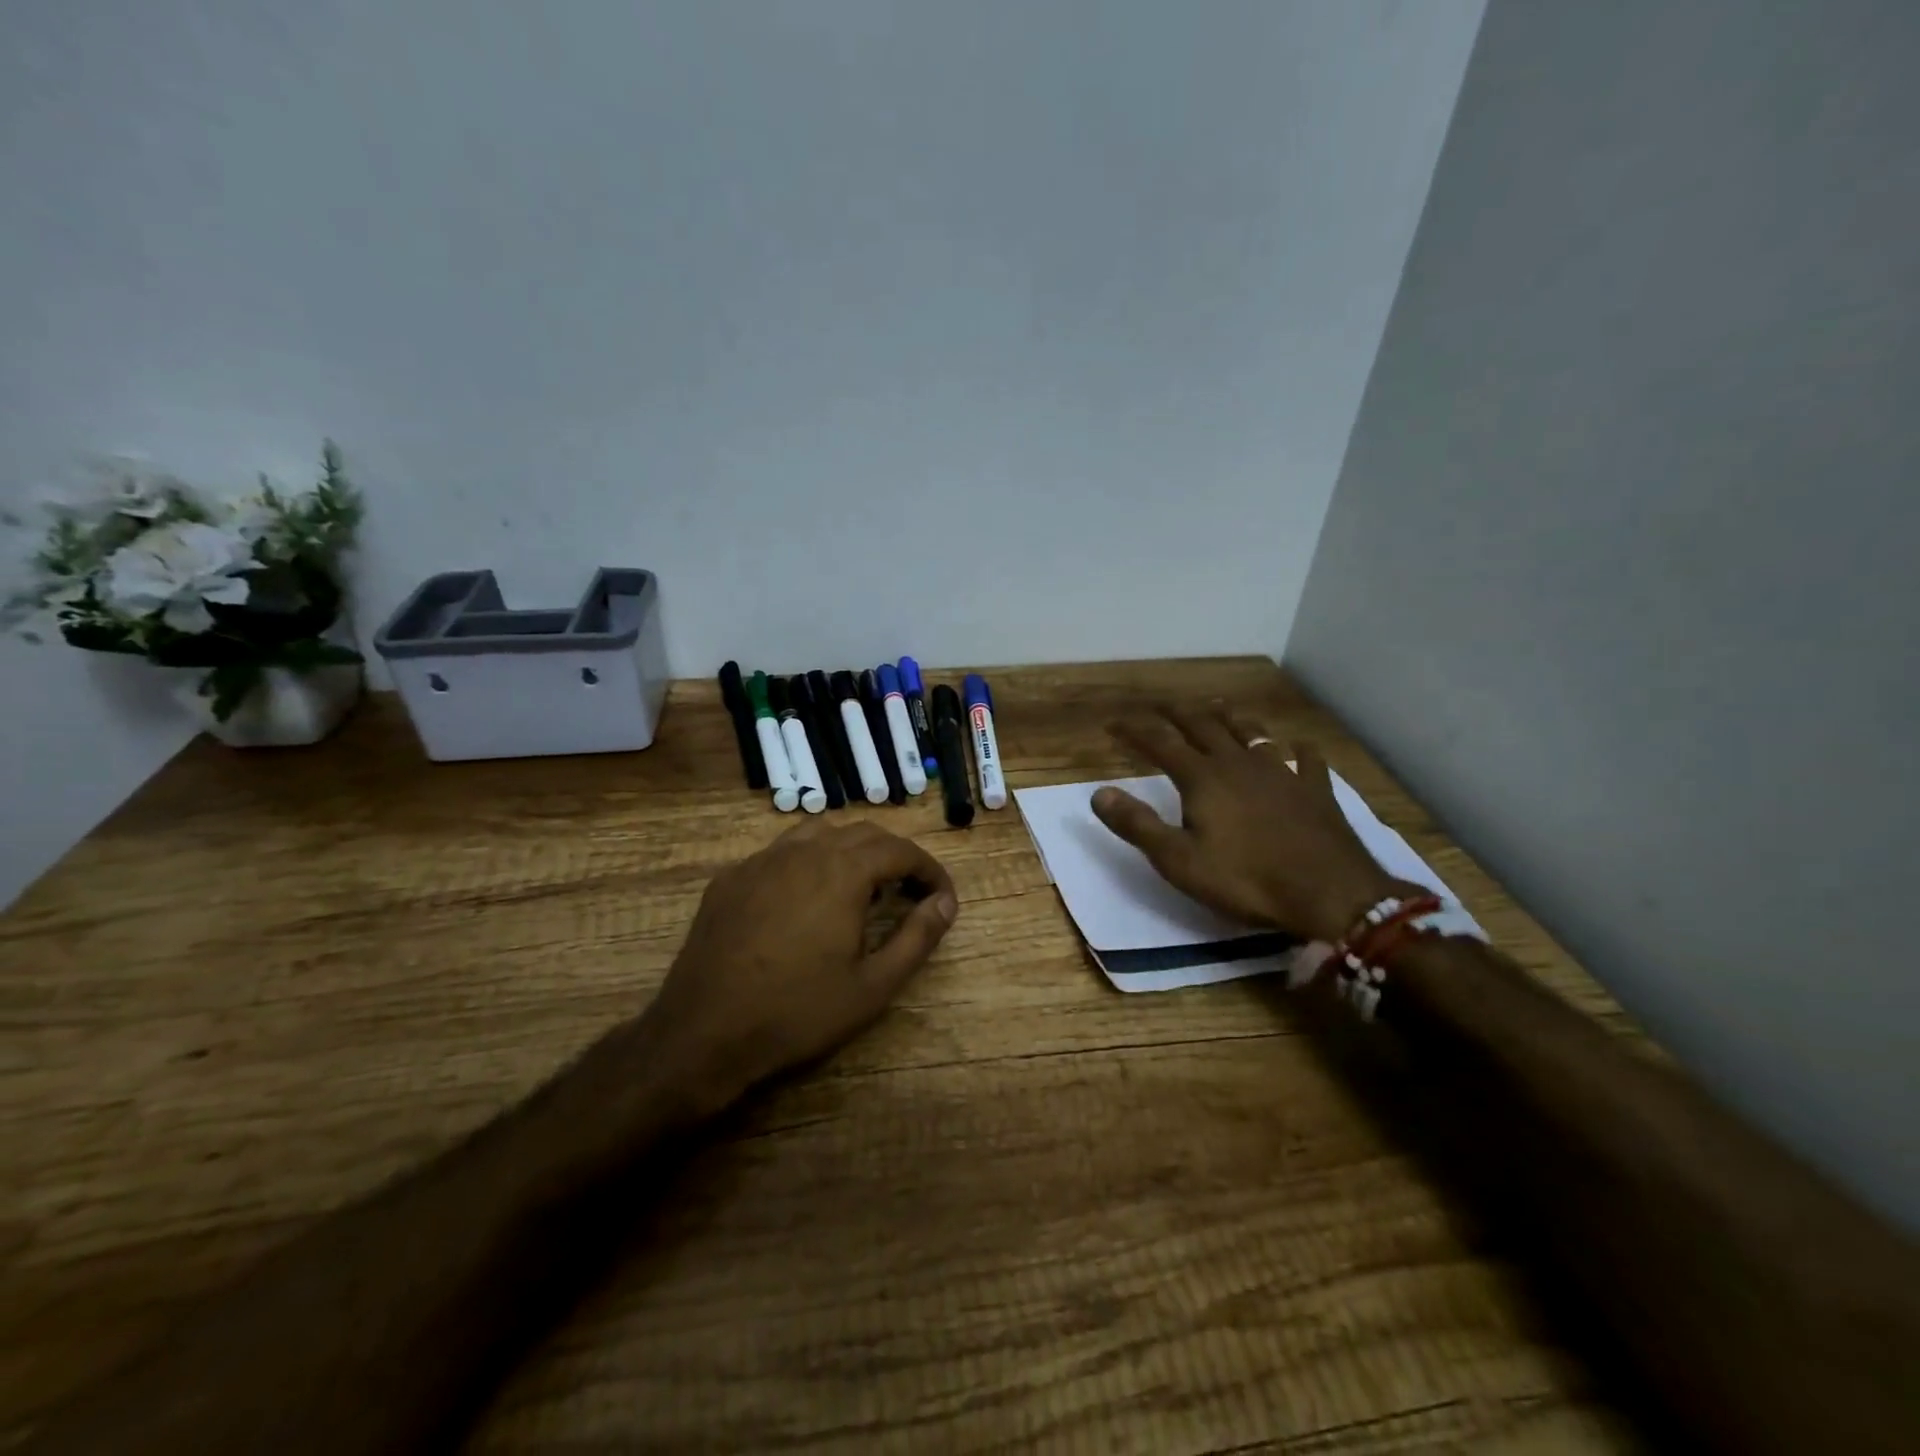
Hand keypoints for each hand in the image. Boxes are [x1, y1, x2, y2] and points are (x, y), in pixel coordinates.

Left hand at [632, 820, 958, 1110]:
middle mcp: (803, 851)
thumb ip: (917, 937)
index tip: (941, 896)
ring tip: (859, 887)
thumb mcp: (873, 986)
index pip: (901, 850)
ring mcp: (761, 860)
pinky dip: (807, 862)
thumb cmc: (797, 1012)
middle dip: (894, 856)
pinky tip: (804, 899)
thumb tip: (945, 902)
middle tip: (908, 892)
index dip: (928, 869)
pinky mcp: (730, 877)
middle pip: (862, 833)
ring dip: (849, 850)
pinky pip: (780, 853)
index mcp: (842, 871)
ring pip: (818, 832)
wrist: (703, 1033)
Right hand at [1092, 706, 1404, 942]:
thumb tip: (1099, 792)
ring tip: (1217, 708)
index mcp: (1203, 778)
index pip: (1160, 743)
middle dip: (1178, 713)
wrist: (1329, 893)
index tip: (1113, 723)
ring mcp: (1282, 772)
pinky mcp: (1315, 789)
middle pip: (1204, 726)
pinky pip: (1306, 759)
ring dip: (1230, 718)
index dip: (1135, 731)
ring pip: (1251, 733)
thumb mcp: (1178, 860)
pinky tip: (1299, 747)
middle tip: (1161, 704)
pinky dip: (1297, 749)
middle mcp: (1239, 763)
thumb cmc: (1245, 879)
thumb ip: (1137, 824)